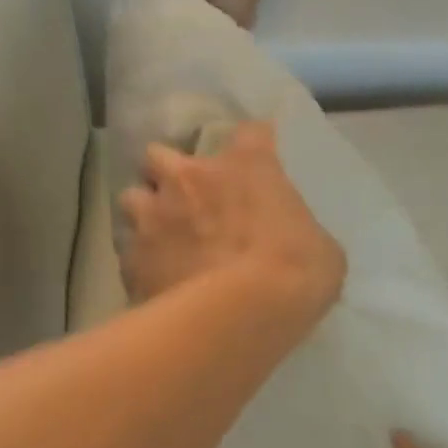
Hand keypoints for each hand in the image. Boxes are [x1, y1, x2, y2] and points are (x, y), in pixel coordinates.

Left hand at [118, 121, 345, 325]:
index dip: (251, 147)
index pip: (250, 133)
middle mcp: (189, 178)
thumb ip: (299, 232)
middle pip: (159, 154)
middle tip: (182, 198)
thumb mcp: (320, 249)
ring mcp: (152, 216)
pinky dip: (139, 260)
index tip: (253, 162)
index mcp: (245, 167)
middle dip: (167, 173)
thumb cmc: (295, 273)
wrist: (241, 314)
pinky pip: (127, 251)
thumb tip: (295, 245)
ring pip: (130, 197)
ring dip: (144, 212)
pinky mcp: (131, 258)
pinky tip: (152, 278)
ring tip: (157, 236)